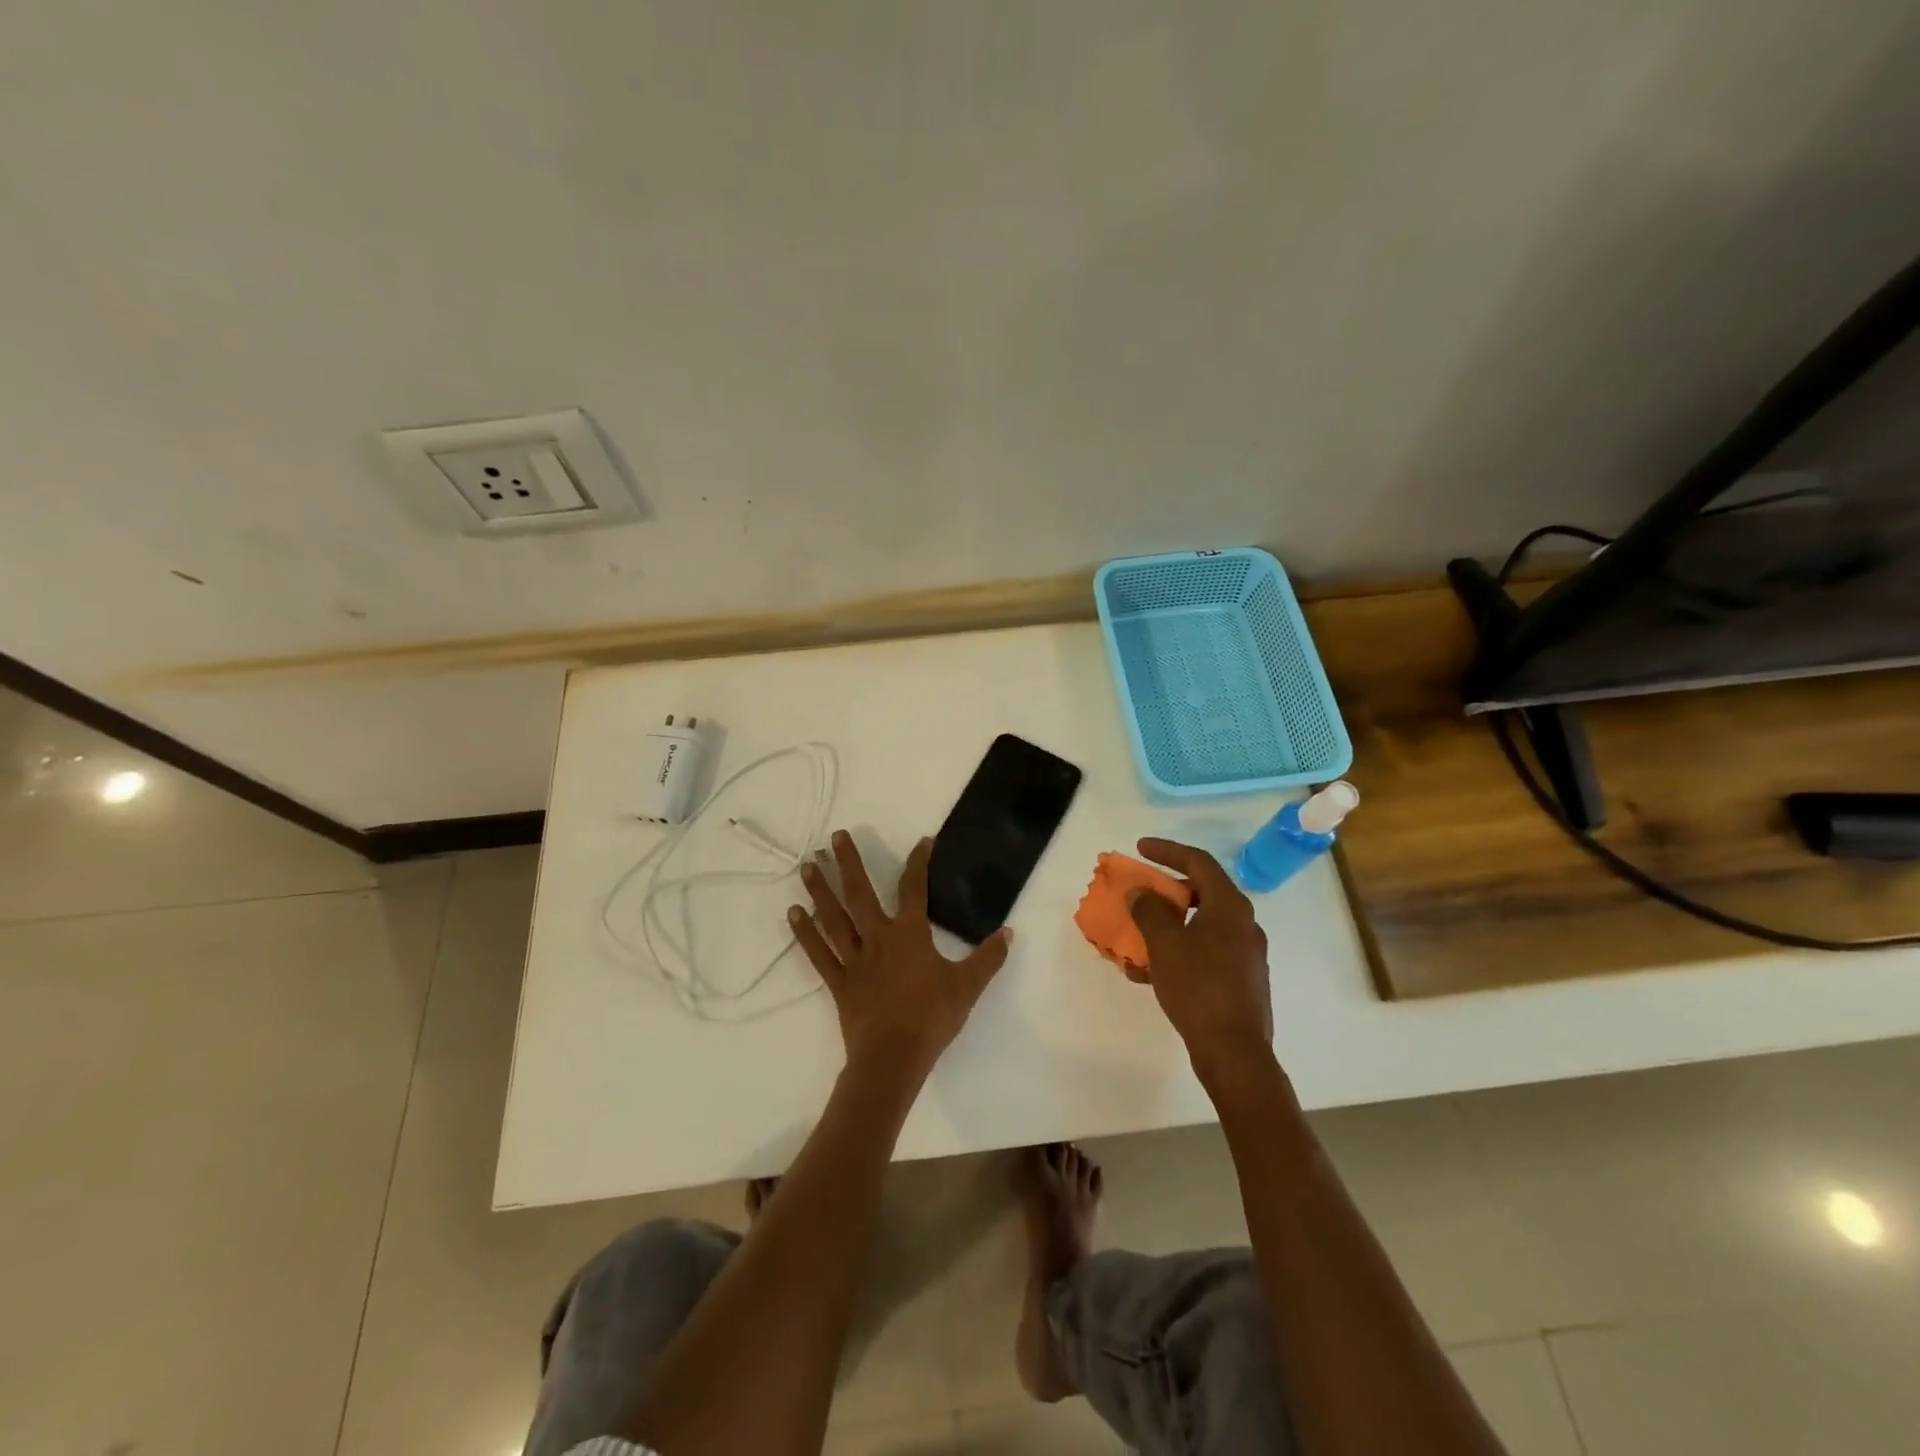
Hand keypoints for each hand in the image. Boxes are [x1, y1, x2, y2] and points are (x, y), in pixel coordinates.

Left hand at [790, 830, 1012, 1077]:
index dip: (918, 862)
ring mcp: (854, 959)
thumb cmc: (932, 1018)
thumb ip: (988, 958)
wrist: (893, 1059)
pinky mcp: (839, 982)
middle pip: (860, 893)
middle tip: (835, 836)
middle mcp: (878, 938)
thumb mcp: (968, 987)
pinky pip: (819, 953)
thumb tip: (1008, 933)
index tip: (922, 841)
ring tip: (808, 865)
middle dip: (848, 863)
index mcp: (910, 934)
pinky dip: (805, 933)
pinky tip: (794, 914)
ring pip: (833, 918)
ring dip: (820, 890)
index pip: (914, 888)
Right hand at [1128, 838, 1275, 1082]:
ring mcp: (1245, 955)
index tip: (1140, 849)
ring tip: (1138, 937)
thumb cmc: (1199, 987)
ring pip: (1201, 926)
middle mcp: (1244, 924)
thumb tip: (1141, 892)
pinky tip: (1150, 973)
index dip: (1168, 851)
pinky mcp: (1241, 982)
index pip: (1199, 862)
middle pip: (1202, 893)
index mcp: (1230, 907)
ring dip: (1168, 926)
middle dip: (1166, 892)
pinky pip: (1204, 953)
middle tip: (1141, 893)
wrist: (1235, 1052)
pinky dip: (1178, 952)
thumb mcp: (1165, 944)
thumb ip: (1150, 910)